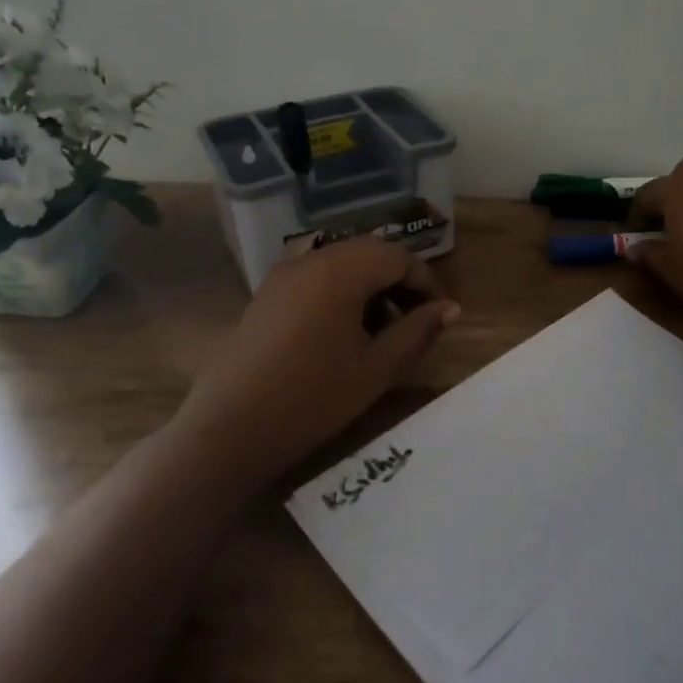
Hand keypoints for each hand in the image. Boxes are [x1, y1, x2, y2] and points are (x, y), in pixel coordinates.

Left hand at [178, 239, 459, 477]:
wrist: (231, 428)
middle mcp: (311, 259)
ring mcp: (283, 275)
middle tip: (414, 323)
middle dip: (398, 283)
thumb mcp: (378, 367)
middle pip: (369, 254)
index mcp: (341, 270)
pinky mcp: (266, 295)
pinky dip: (340, 294)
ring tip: (380, 333)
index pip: (398, 256)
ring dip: (369, 288)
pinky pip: (315, 278)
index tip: (439, 317)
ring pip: (341, 265)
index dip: (426, 283)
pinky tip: (342, 335)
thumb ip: (418, 331)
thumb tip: (450, 309)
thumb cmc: (314, 397)